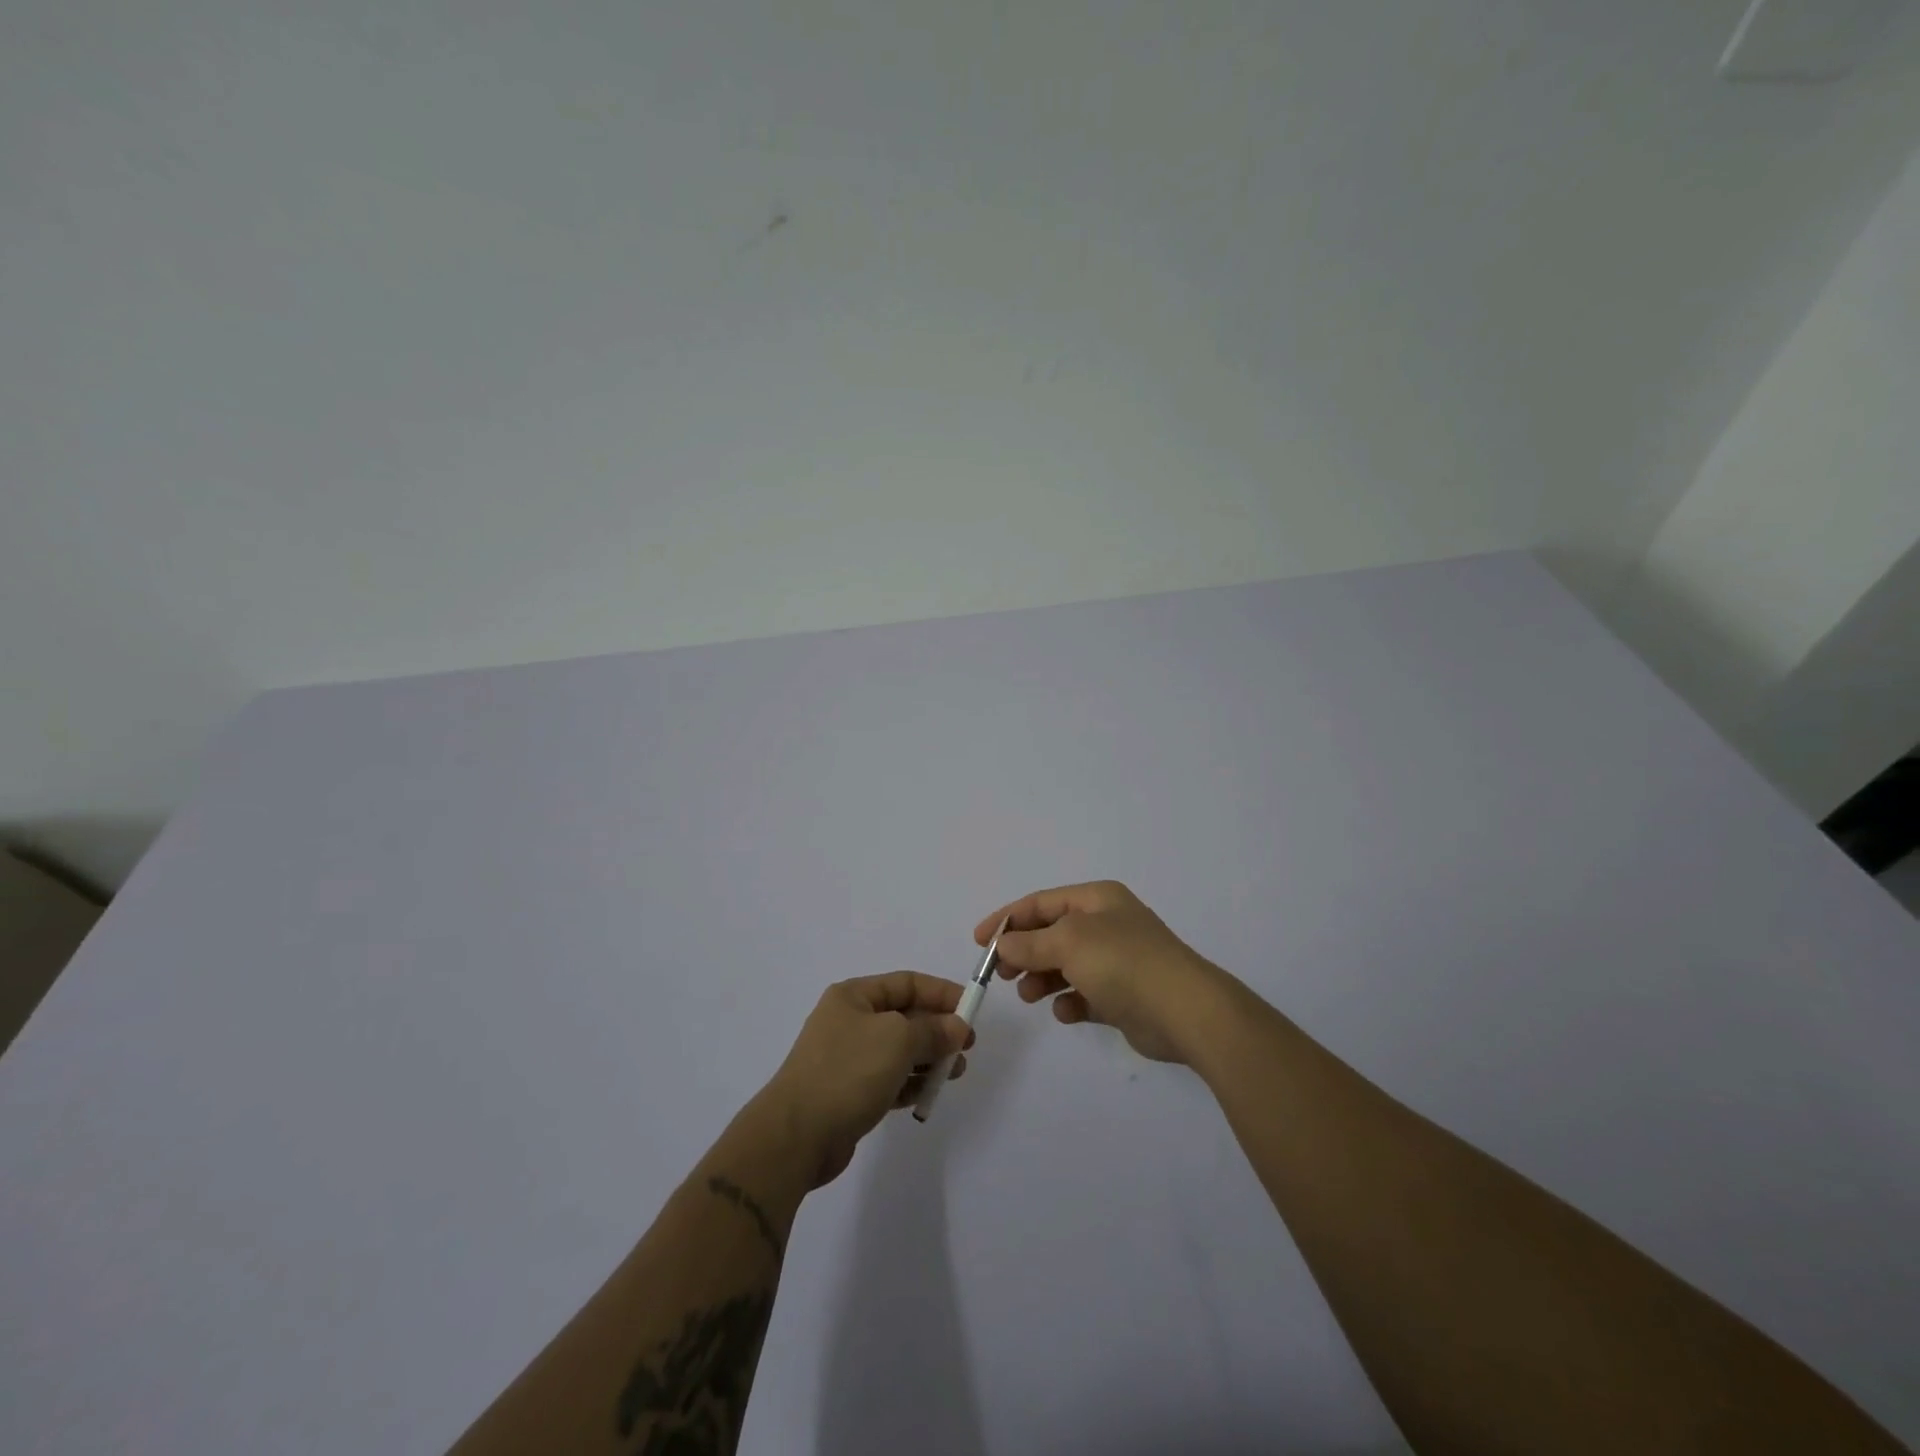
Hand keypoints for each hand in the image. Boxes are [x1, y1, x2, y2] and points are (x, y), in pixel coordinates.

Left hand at [759, 972, 973, 1188]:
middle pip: (905, 1016)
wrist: (797, 1135)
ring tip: (954, 1073)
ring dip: (929, 1058)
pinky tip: (928, 1094)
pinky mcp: (850, 1092)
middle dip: (938, 1029)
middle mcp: (850, 1021)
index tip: (972, 1009)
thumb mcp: (898, 1040)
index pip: (907, 983)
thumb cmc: (848, 1072)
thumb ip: (933, 1030)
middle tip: (966, 1047)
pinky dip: (910, 1083)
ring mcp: (848, 1058)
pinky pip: (889, 1079)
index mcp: (854, 996)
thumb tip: (957, 1027)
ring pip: (899, 1050)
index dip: (941, 993)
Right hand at [978, 881, 1232, 1064]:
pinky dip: (1070, 1001)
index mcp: (1096, 900)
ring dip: (1042, 979)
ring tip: (1030, 996)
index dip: (1007, 919)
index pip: (1041, 902)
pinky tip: (1065, 1012)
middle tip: (1003, 975)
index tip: (980, 942)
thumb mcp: (1068, 942)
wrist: (1185, 1010)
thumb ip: (1030, 943)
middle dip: (1024, 952)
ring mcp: (1118, 960)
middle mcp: (1107, 924)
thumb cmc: (1123, 962)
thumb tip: (1004, 945)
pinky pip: (1085, 994)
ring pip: (1065, 965)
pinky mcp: (1124, 996)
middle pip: (1051, 934)